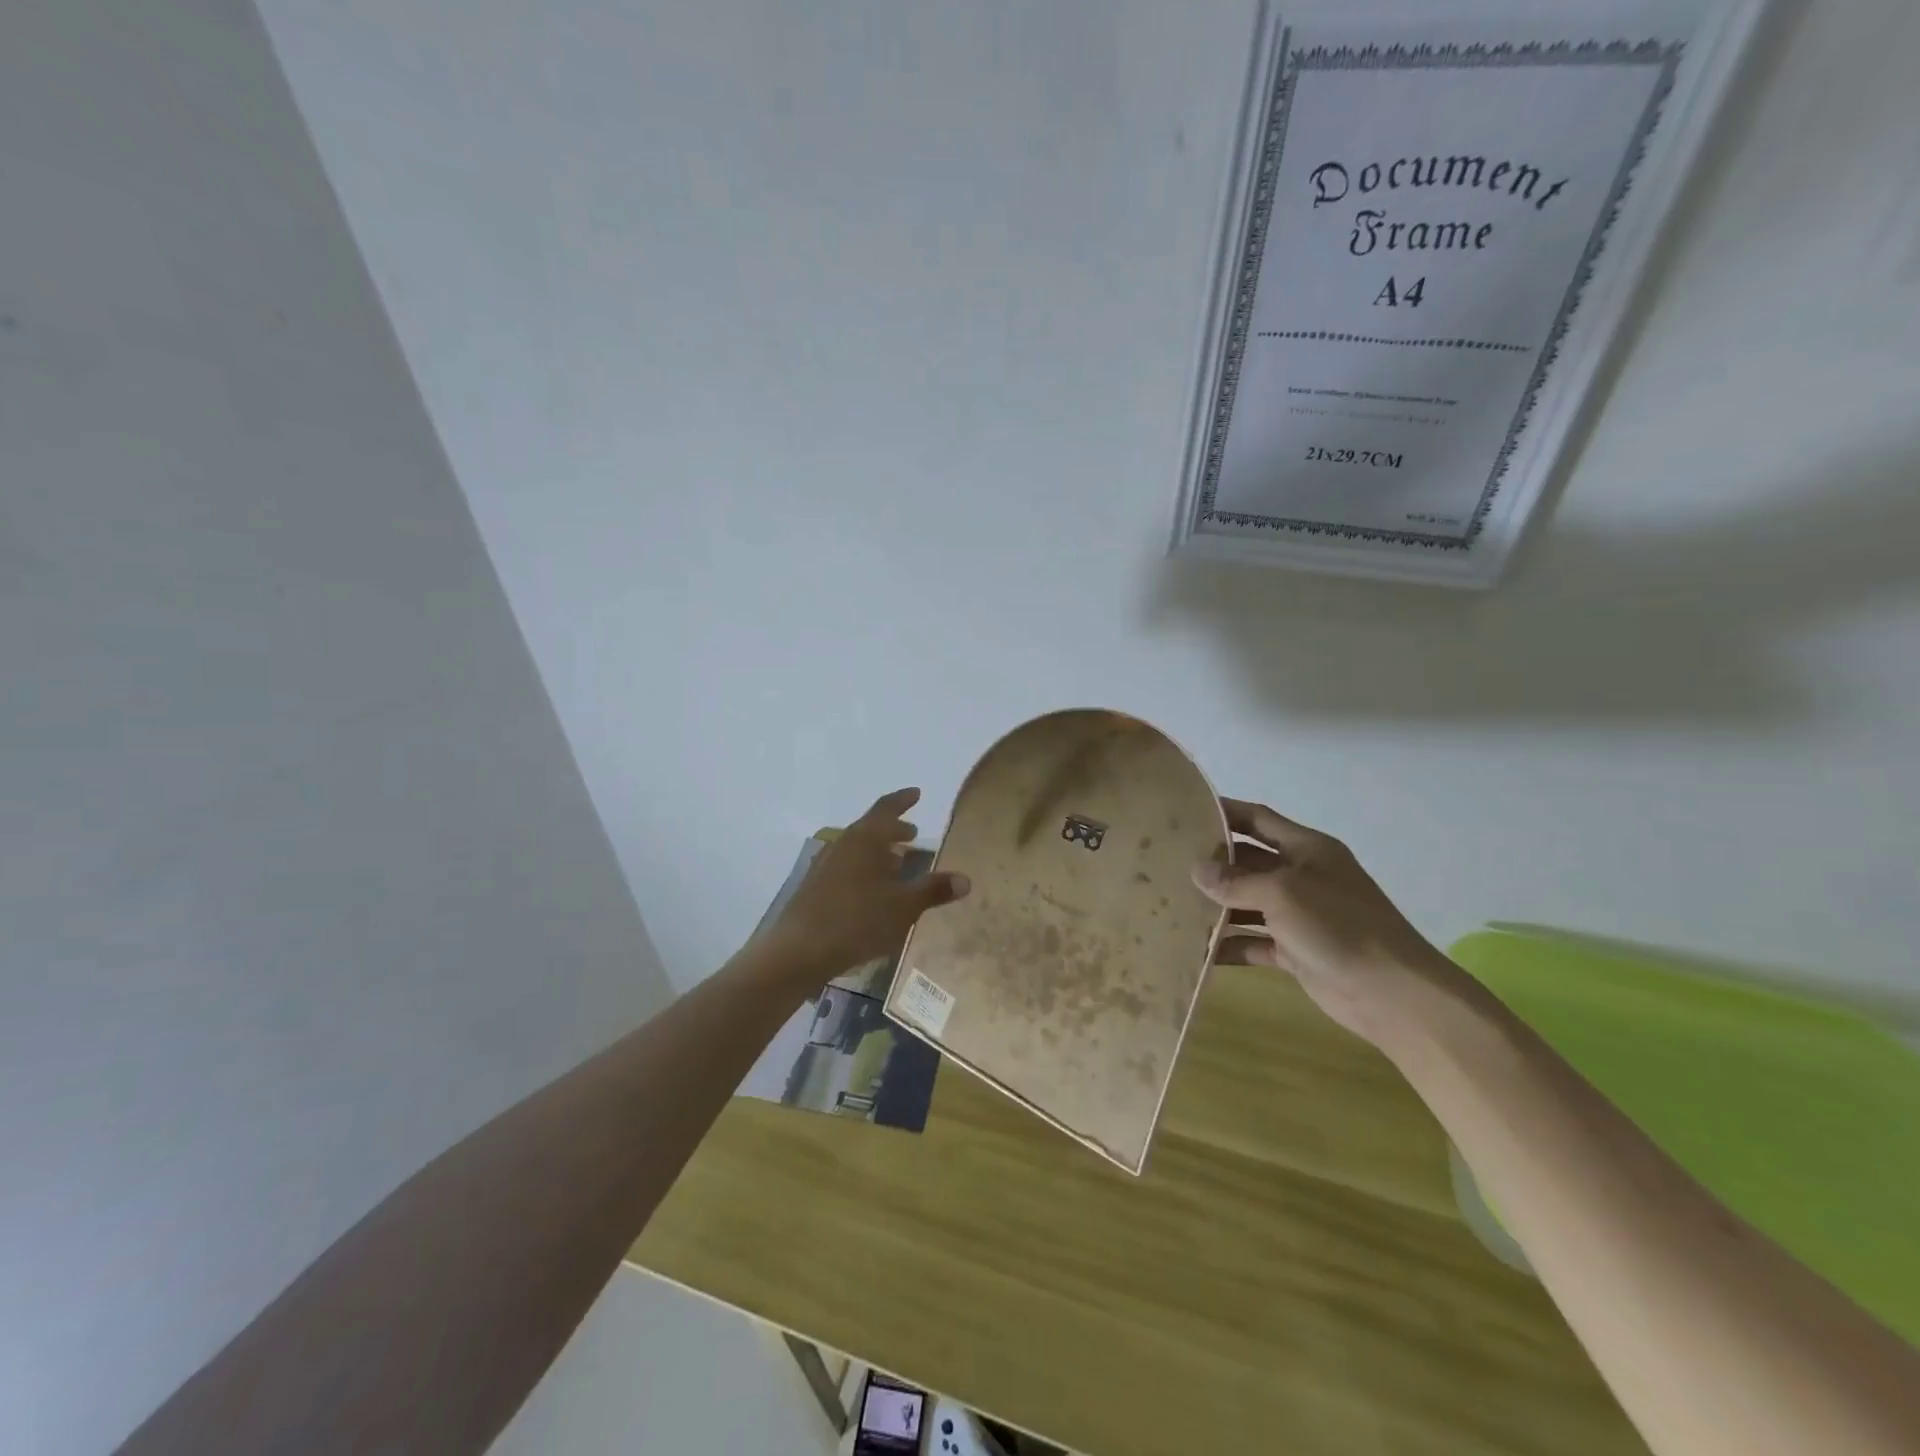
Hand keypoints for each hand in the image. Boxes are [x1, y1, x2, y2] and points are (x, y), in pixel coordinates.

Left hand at [761, 788, 970, 984]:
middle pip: (870, 827)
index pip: (886, 809)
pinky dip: (864, 867)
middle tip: (912, 833)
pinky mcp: (815, 886)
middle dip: (893, 829)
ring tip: (896, 862)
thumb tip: (966, 879)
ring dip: (877, 850)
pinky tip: (870, 889)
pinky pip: (846, 865)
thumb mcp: (903, 907)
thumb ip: (934, 890)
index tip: (916, 793)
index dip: (903, 800)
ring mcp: (825, 865)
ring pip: (857, 848)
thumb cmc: (857, 921)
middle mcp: (843, 844)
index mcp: (865, 839)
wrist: (799, 950)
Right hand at [1191, 798, 1468, 1048]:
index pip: (1258, 820)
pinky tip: (1199, 950)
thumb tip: (1196, 870)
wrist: (1392, 993)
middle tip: (1167, 862)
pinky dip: (1230, 944)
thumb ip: (1237, 881)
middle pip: (1248, 861)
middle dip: (1213, 863)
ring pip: (1248, 903)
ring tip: (1173, 905)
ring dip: (1217, 906)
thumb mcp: (1283, 894)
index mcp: (1307, 849)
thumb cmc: (1339, 926)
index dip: (1225, 812)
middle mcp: (1302, 876)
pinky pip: (1254, 941)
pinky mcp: (1296, 951)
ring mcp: (1299, 915)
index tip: (1186, 810)